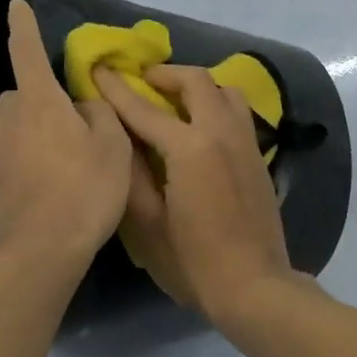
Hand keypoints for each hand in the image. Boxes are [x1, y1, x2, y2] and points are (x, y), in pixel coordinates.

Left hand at [0, 0, 132, 271]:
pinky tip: (52, 192)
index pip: (27, 52)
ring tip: (69, 165)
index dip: (23, 26)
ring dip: (37, 135)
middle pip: (23, 96)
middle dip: (42, 101)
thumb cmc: (83, 191)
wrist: (36, 254)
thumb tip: (83, 107)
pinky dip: (30, 166)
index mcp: (39, 102)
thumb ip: (100, 116)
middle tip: (75, 126)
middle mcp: (9, 121)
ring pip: (17, 130)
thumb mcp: (112, 148)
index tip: (15, 4)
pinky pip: (13, 161)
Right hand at [93, 63, 297, 323]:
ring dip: (197, 87)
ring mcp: (246, 143)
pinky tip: (200, 128)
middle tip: (143, 82)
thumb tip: (117, 136)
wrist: (254, 287)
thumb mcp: (147, 225)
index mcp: (190, 148)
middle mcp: (222, 133)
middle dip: (166, 75)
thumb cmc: (193, 262)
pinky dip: (215, 105)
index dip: (117, 88)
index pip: (145, 108)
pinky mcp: (258, 157)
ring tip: (175, 101)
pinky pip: (237, 112)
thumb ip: (131, 174)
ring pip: (225, 91)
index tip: (98, 69)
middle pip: (196, 82)